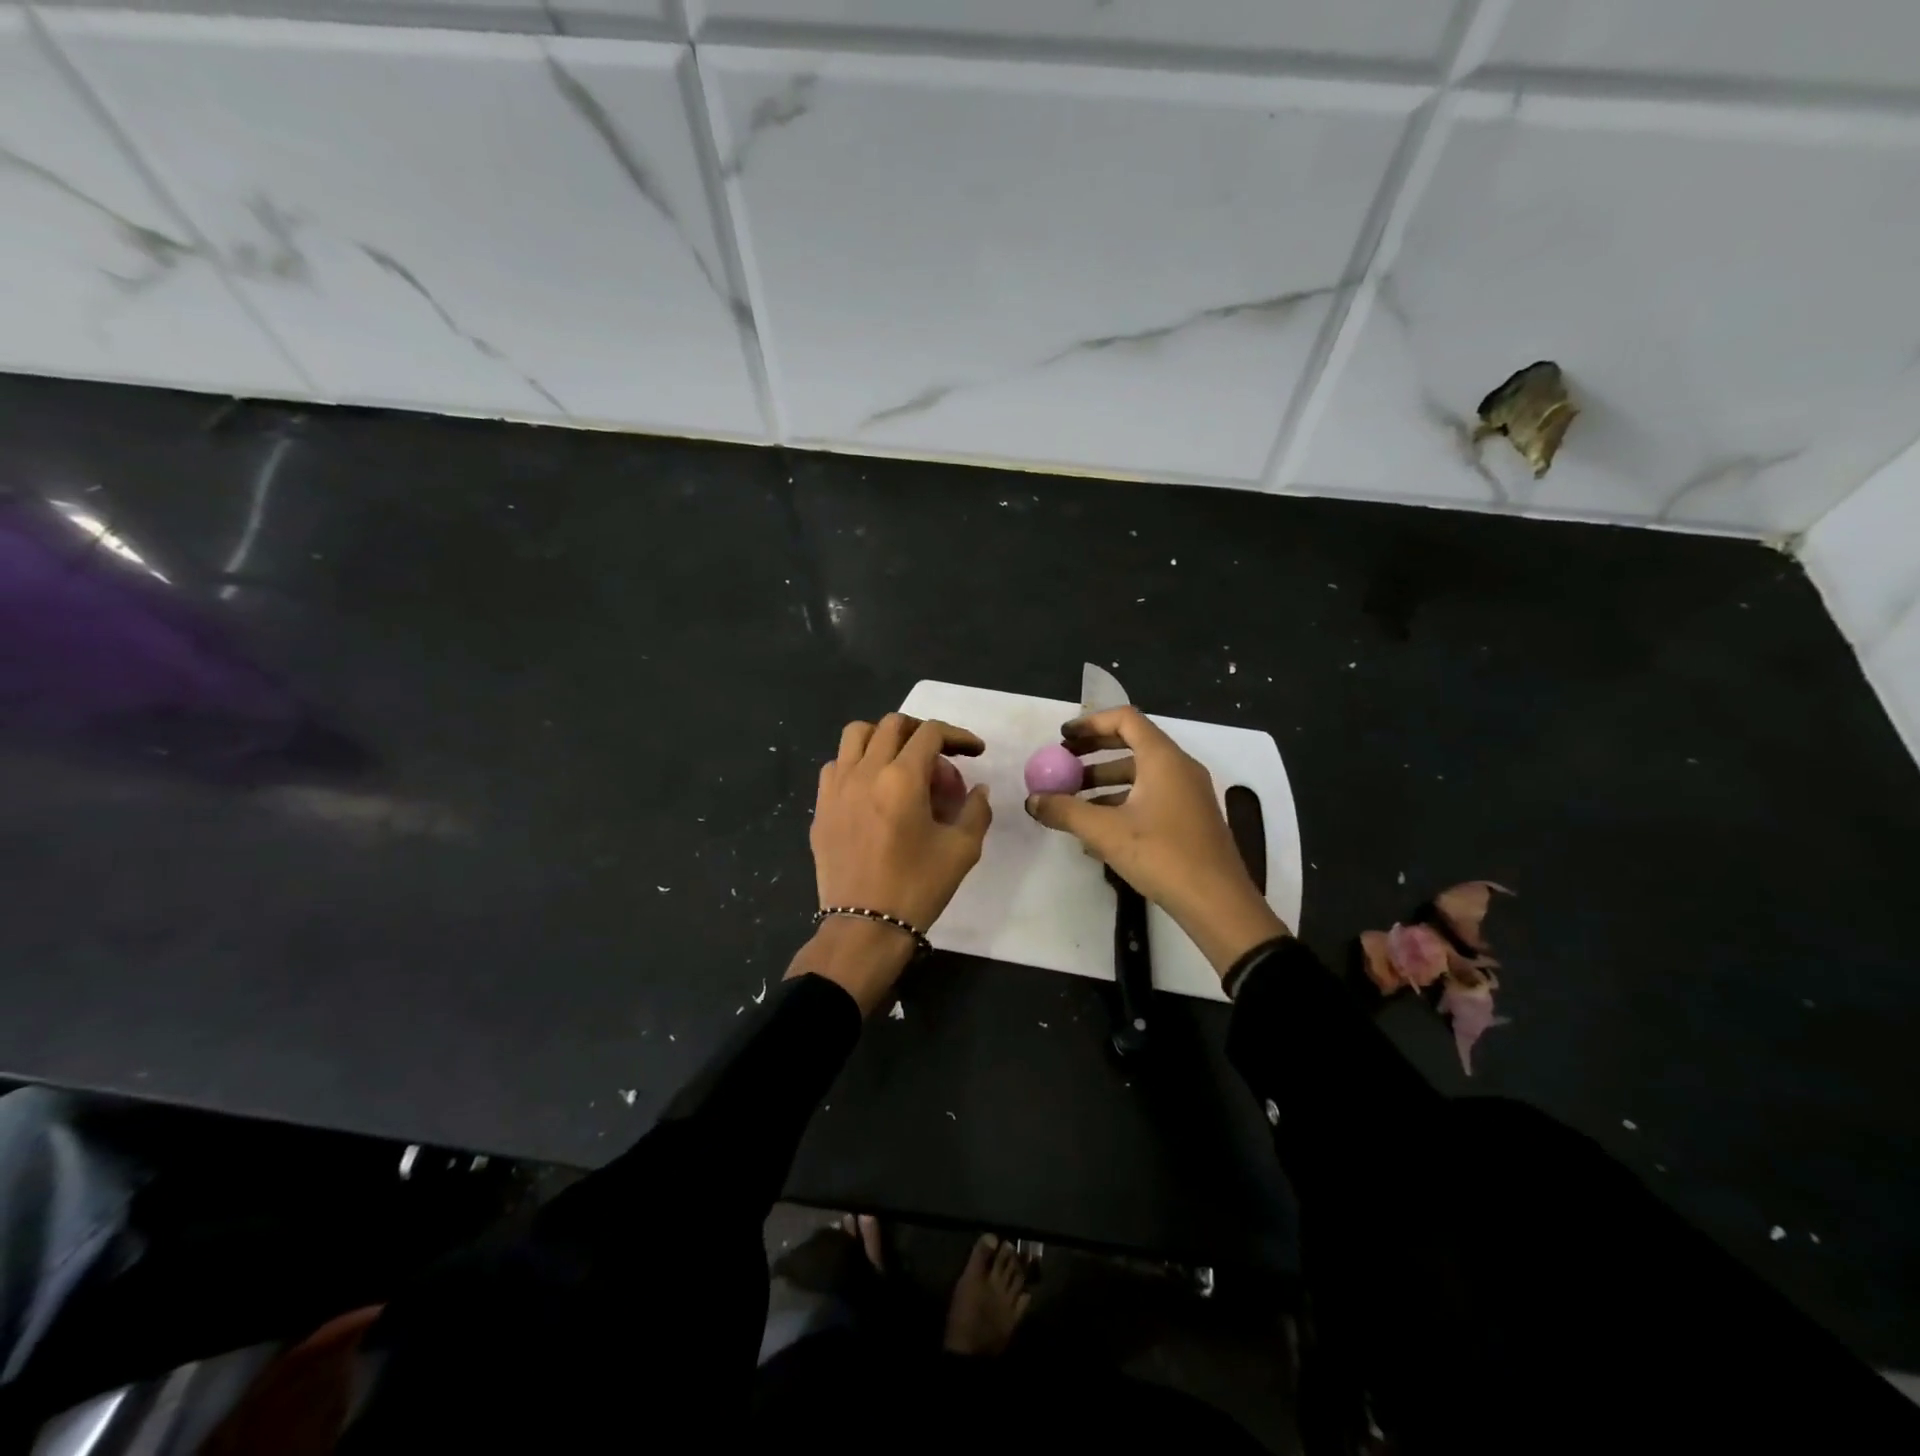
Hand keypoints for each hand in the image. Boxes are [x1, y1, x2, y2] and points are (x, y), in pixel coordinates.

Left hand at [788, 713, 991, 1012]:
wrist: (865, 927)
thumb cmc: (918, 887)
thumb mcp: (962, 850)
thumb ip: (976, 810)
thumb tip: (977, 788)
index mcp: (902, 778)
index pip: (930, 733)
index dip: (958, 735)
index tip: (974, 751)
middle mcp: (865, 771)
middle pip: (893, 725)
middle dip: (922, 732)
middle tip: (940, 757)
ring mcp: (836, 787)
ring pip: (856, 735)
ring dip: (883, 737)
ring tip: (900, 761)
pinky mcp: (821, 807)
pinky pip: (836, 765)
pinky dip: (856, 763)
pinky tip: (871, 787)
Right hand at [1024, 706, 1287, 976]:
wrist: (1218, 903)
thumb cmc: (1162, 856)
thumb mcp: (1105, 832)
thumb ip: (1065, 811)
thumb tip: (1032, 800)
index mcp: (1163, 759)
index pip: (1125, 719)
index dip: (1090, 723)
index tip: (1062, 738)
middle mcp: (1179, 768)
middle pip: (1131, 744)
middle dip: (1093, 752)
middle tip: (1062, 763)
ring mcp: (1188, 794)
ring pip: (1139, 774)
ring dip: (1103, 781)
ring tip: (1071, 800)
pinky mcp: (1189, 819)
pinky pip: (1150, 797)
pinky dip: (1121, 802)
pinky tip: (1096, 830)